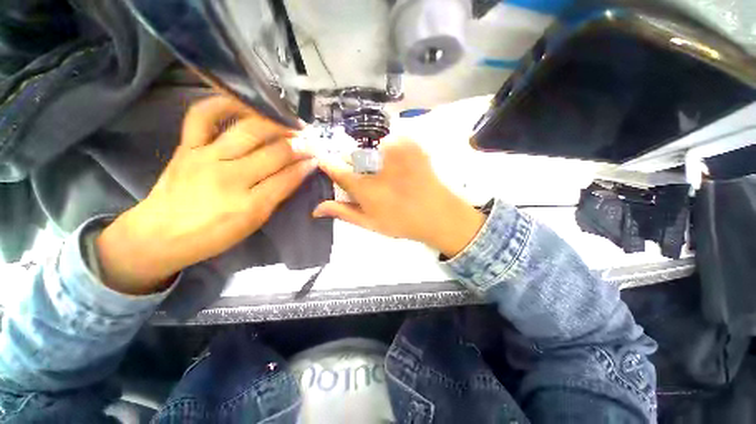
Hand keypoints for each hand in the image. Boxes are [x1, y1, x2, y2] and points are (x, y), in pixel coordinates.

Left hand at [96, 96, 315, 293]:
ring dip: (277, 124)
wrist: (160, 235)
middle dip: (300, 144)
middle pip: (275, 152)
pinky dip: (224, 103)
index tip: (319, 157)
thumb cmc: (213, 235)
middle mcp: (230, 177)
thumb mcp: (254, 223)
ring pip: (249, 130)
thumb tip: (299, 172)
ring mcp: (206, 157)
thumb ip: (278, 195)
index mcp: (250, 205)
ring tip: (291, 122)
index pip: (288, 177)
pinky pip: (203, 115)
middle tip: (312, 140)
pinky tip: (245, 103)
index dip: (307, 165)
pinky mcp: (187, 146)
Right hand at [314, 137, 484, 256]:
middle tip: (368, 179)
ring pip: (370, 145)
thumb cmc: (402, 221)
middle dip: (353, 164)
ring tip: (385, 175)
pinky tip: (396, 167)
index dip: (327, 163)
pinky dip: (388, 150)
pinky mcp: (410, 142)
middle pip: (352, 154)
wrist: (439, 214)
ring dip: (371, 157)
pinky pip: (389, 140)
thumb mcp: (370, 222)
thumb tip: (316, 208)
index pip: (335, 167)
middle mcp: (377, 162)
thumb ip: (343, 212)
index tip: (323, 161)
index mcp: (365, 185)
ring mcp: (396, 147)